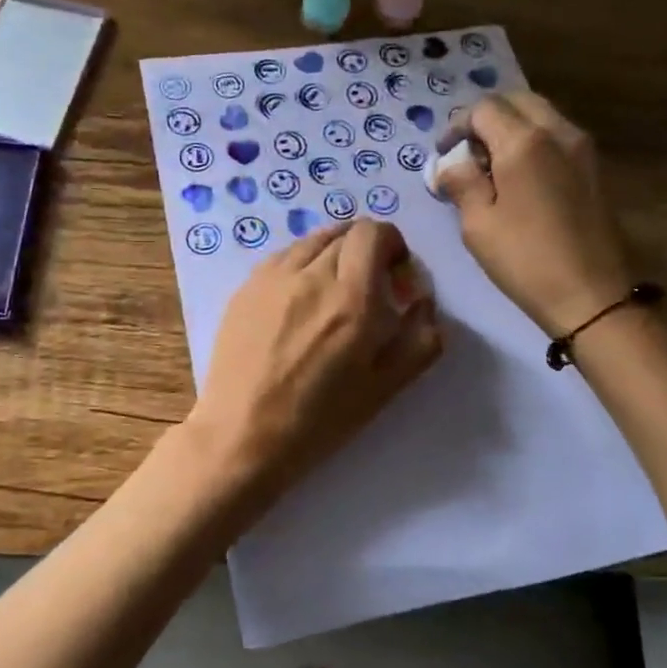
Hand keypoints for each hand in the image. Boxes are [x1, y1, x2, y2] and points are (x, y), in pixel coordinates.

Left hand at [188, 219, 441, 493]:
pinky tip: (299, 300)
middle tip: (368, 291)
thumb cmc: (320, 419)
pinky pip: (283, 257)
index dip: (391, 245)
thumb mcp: (386, 387)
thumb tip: (423, 301)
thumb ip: (420, 338)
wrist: (243, 435)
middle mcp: (312, 275)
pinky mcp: (245, 288)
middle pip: (345, 234)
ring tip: (332, 293)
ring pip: (312, 241)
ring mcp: (273, 278)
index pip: (374, 232)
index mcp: (352, 298)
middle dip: (366, 252)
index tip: (394, 276)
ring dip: (332, 255)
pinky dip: (301, 265)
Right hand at [439, 92, 631, 336]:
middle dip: (487, 118)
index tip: (443, 154)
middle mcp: (558, 132)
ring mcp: (583, 149)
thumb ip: (461, 183)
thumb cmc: (526, 260)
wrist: (591, 296)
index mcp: (524, 142)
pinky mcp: (595, 169)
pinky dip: (535, 142)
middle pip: (517, 101)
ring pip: (541, 115)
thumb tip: (450, 164)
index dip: (457, 126)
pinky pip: (558, 136)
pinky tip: (521, 179)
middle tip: (468, 152)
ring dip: (513, 127)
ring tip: (493, 166)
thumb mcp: (478, 225)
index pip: (484, 109)